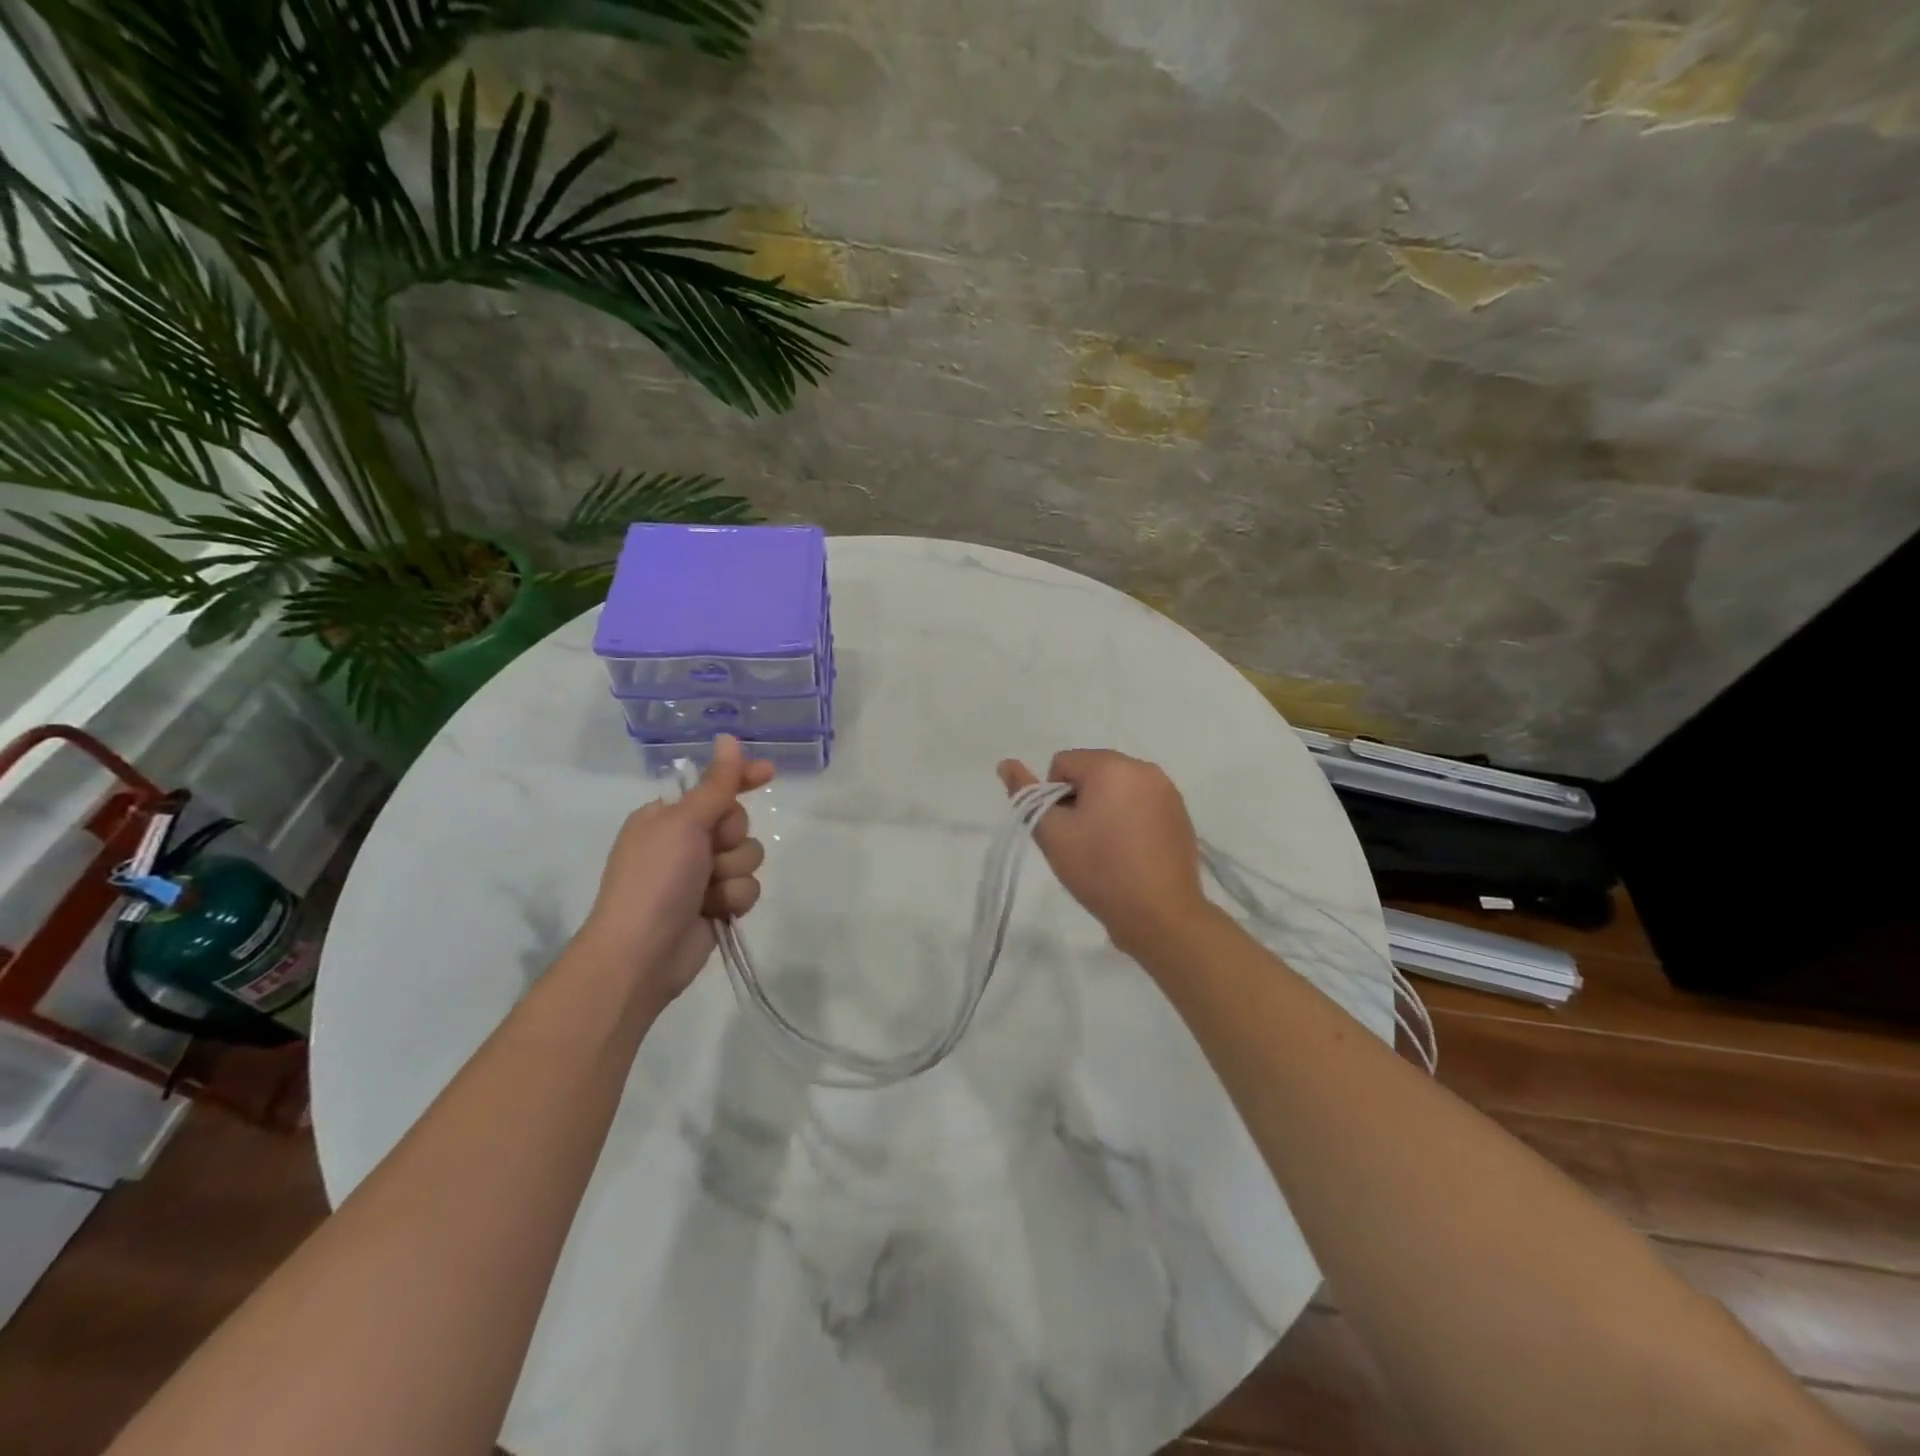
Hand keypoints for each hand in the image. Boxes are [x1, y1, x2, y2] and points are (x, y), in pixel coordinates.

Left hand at [576, 735, 773, 1003]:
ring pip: (747, 856)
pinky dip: (733, 898)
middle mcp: (685, 842)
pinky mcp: (716, 905)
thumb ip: (716, 784)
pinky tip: (714, 911)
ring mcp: (701, 876)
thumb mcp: (684, 823)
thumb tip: (728, 738)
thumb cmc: (655, 879)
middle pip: (737, 822)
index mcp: (667, 817)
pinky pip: (747, 887)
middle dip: (731, 837)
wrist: (642, 954)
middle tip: (710, 850)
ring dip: (733, 872)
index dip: (741, 778)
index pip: (713, 787)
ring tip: (709, 889)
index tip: (769, 773)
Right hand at [998, 749, 1216, 961]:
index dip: (1052, 796)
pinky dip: (1129, 818)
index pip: (1063, 763)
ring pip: (1117, 787)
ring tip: (1107, 848)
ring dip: (1105, 807)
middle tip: (1082, 841)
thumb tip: (1006, 763)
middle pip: (1092, 771)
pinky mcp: (1181, 813)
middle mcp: (1144, 768)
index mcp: (1112, 766)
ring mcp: (1167, 790)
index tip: (1064, 830)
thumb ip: (1025, 794)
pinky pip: (1141, 802)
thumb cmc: (1100, 870)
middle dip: (1080, 799)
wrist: (1160, 915)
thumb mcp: (1052, 834)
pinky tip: (1130, 852)